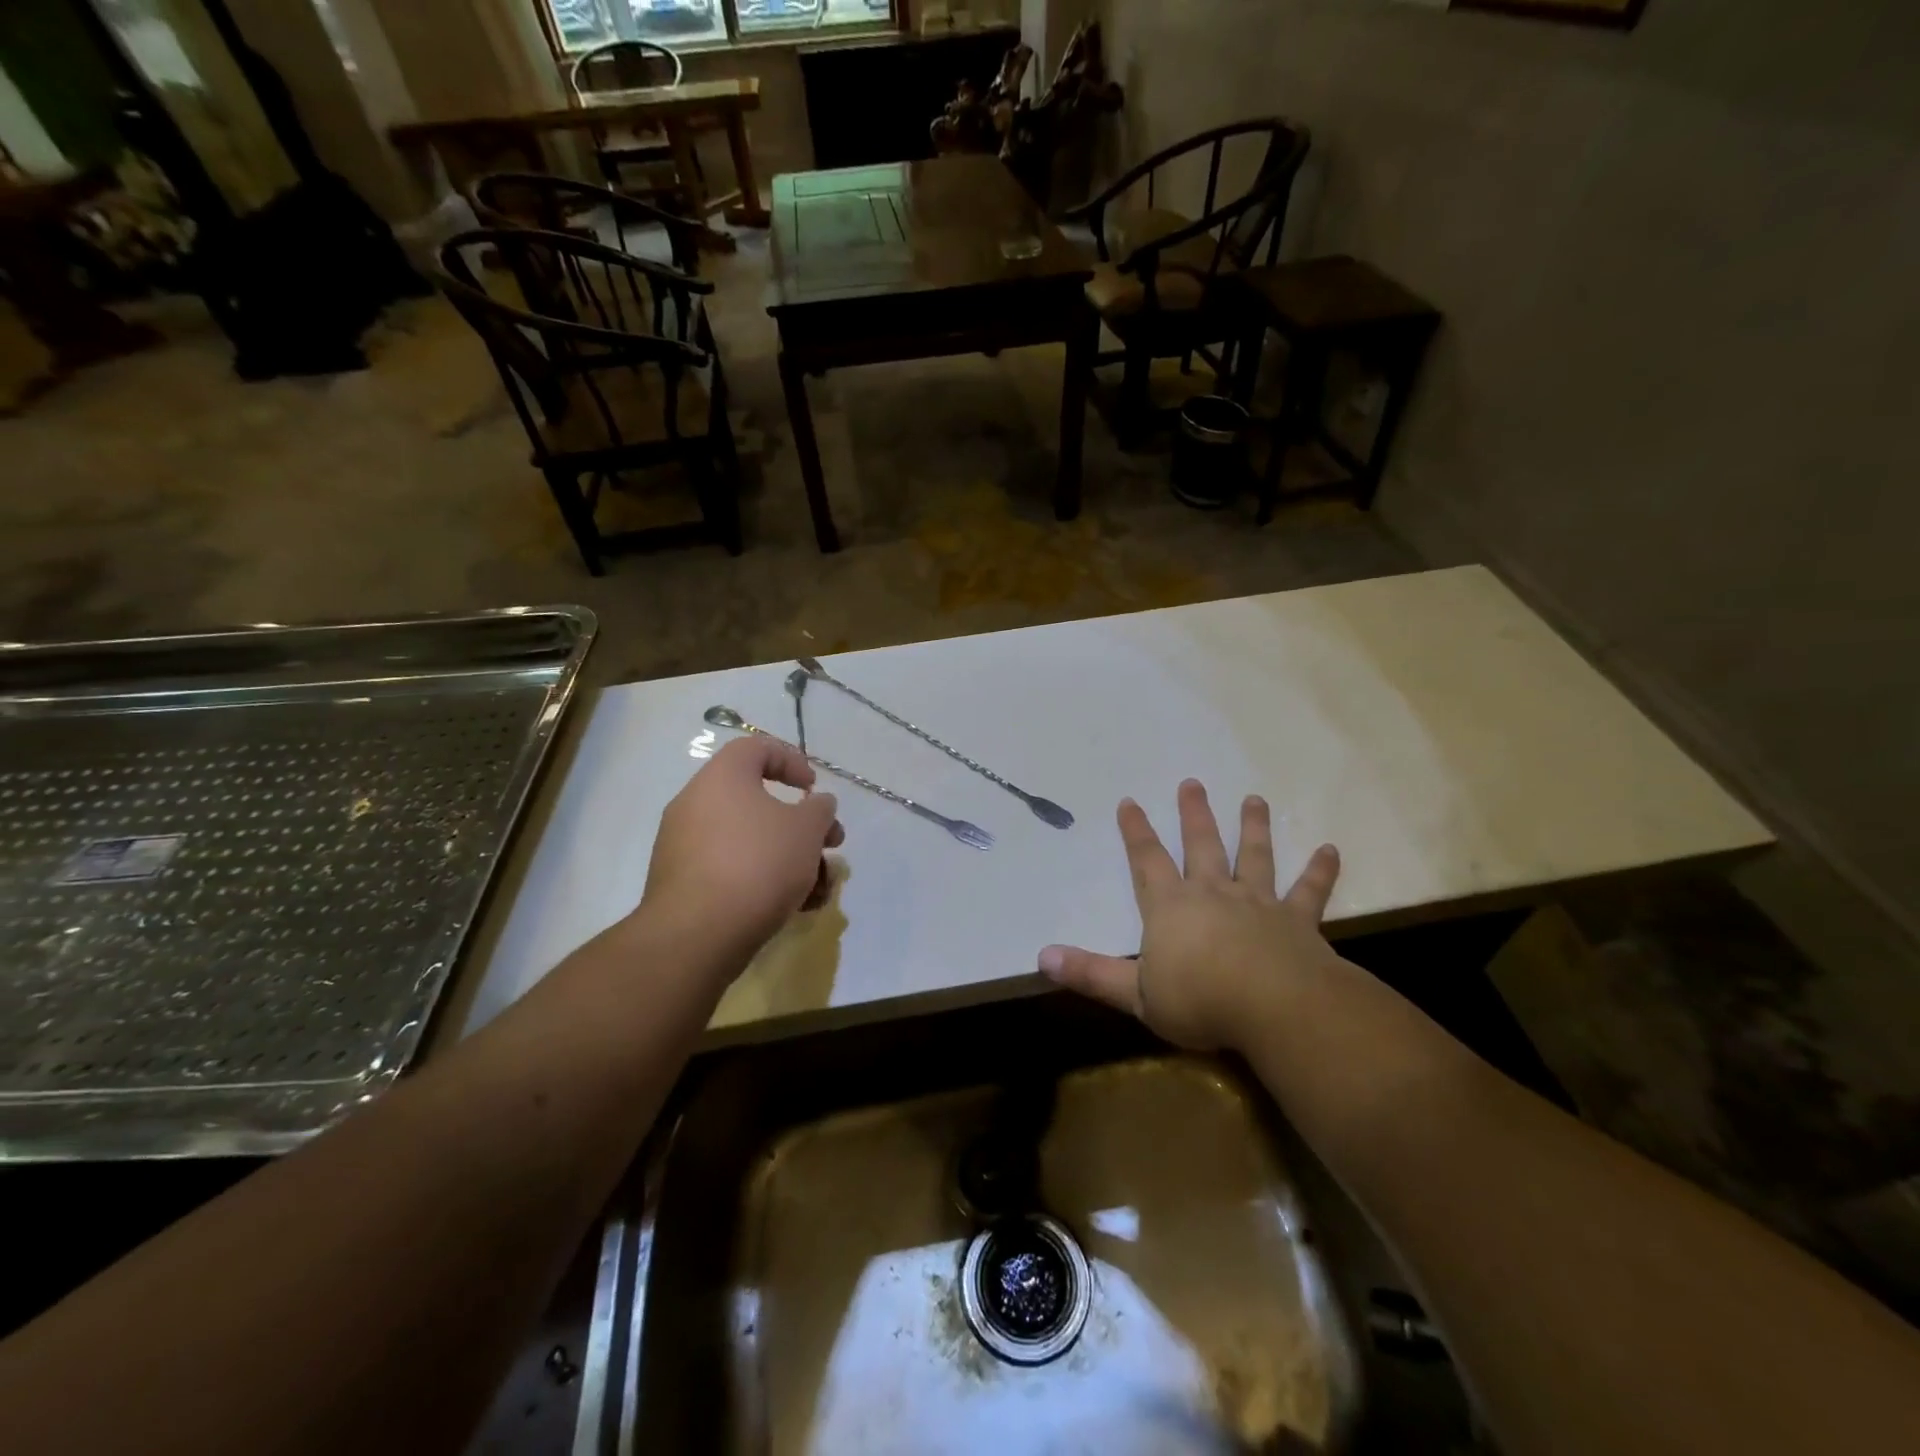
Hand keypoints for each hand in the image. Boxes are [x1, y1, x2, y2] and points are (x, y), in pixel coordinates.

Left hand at [640, 737, 842, 967]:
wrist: (697, 934)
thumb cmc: (758, 863)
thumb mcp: (806, 830)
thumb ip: (819, 810)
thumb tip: (817, 805)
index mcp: (722, 777)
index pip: (756, 748)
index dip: (792, 760)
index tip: (813, 789)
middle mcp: (697, 804)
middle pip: (759, 802)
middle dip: (803, 826)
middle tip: (831, 845)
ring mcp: (686, 846)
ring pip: (750, 842)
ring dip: (791, 859)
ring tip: (820, 889)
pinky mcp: (684, 884)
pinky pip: (732, 870)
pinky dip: (764, 881)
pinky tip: (796, 908)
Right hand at [1037, 779, 1340, 1052]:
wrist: (1273, 1007)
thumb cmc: (1199, 1000)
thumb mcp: (1134, 994)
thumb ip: (1090, 973)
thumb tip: (1042, 956)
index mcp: (1171, 908)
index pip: (1146, 861)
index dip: (1136, 832)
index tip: (1129, 801)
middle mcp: (1212, 894)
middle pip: (1201, 845)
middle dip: (1193, 814)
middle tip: (1192, 783)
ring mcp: (1257, 904)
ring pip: (1254, 857)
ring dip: (1253, 827)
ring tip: (1255, 799)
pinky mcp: (1297, 922)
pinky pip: (1309, 891)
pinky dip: (1319, 871)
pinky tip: (1330, 850)